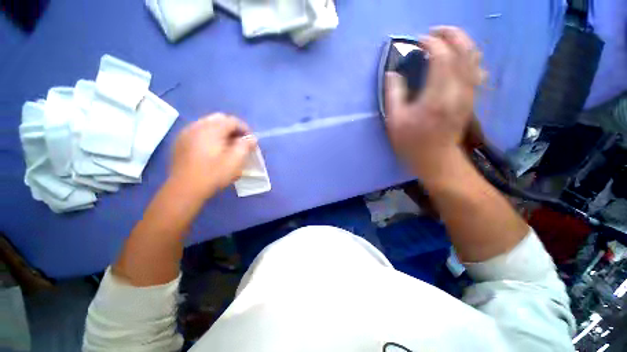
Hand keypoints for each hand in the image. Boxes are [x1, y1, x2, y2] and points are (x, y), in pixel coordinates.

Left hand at [170, 114, 256, 197]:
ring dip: (221, 132)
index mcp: (211, 129)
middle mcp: (197, 126)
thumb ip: (245, 146)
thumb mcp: (235, 161)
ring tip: (227, 146)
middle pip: (219, 119)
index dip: (245, 129)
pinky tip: (212, 149)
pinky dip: (210, 136)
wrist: (185, 189)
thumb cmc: (213, 174)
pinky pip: (198, 132)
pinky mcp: (180, 141)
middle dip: (233, 128)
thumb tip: (252, 138)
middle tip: (240, 142)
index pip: (232, 120)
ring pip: (208, 124)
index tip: (251, 140)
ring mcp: (186, 133)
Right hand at [385, 26, 485, 176]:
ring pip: (474, 58)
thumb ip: (393, 94)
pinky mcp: (470, 98)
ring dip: (462, 43)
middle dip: (450, 35)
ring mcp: (468, 94)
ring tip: (446, 40)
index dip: (431, 43)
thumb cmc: (411, 142)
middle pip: (464, 51)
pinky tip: (459, 57)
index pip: (441, 57)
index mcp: (436, 96)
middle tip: (434, 33)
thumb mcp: (395, 121)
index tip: (418, 42)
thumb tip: (392, 73)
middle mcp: (458, 91)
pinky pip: (476, 70)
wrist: (435, 159)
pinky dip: (469, 57)